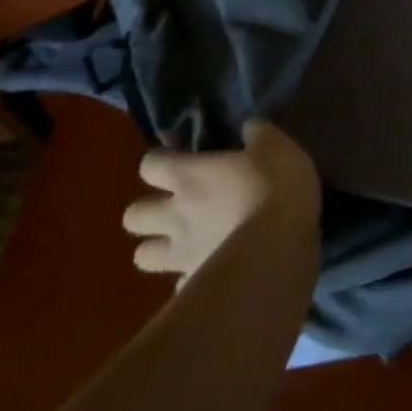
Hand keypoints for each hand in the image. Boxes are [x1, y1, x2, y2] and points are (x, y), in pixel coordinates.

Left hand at [121, 120, 320, 280]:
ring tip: (182, 243)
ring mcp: (181, 254)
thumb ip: (257, 133)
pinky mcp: (196, 283)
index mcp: (189, 176)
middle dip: (147, 211)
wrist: (279, 248)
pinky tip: (209, 269)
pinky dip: (189, 276)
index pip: (149, 165)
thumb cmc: (275, 187)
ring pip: (143, 257)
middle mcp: (175, 215)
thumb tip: (248, 127)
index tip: (176, 157)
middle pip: (132, 216)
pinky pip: (179, 283)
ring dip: (157, 248)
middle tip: (174, 206)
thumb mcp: (276, 146)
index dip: (159, 161)